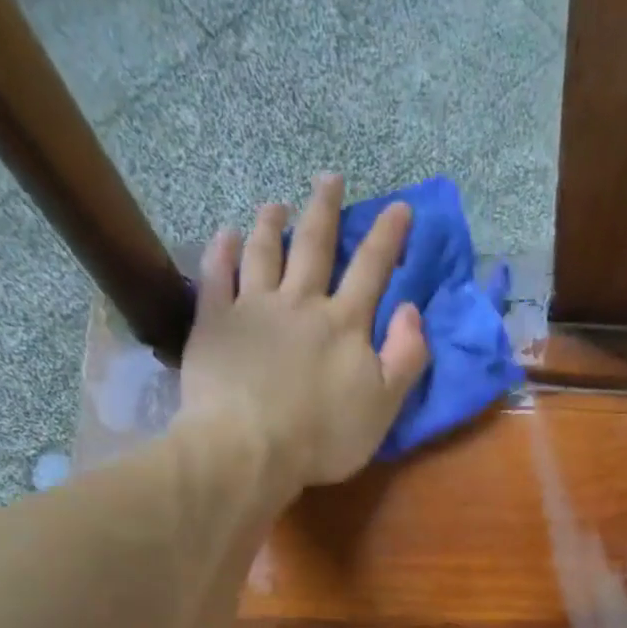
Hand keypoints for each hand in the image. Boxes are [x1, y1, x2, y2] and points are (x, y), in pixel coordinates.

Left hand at [177, 172, 430, 490]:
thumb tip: (411, 310)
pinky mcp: (215, 322)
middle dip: (325, 209)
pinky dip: (221, 251)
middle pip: (315, 246)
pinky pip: (217, 276)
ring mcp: (254, 308)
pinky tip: (224, 235)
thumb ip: (405, 358)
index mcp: (344, 324)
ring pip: (264, 252)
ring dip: (271, 224)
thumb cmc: (323, 437)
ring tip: (275, 204)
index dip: (388, 236)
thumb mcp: (383, 407)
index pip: (372, 269)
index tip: (399, 207)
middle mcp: (300, 302)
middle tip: (329, 179)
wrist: (250, 448)